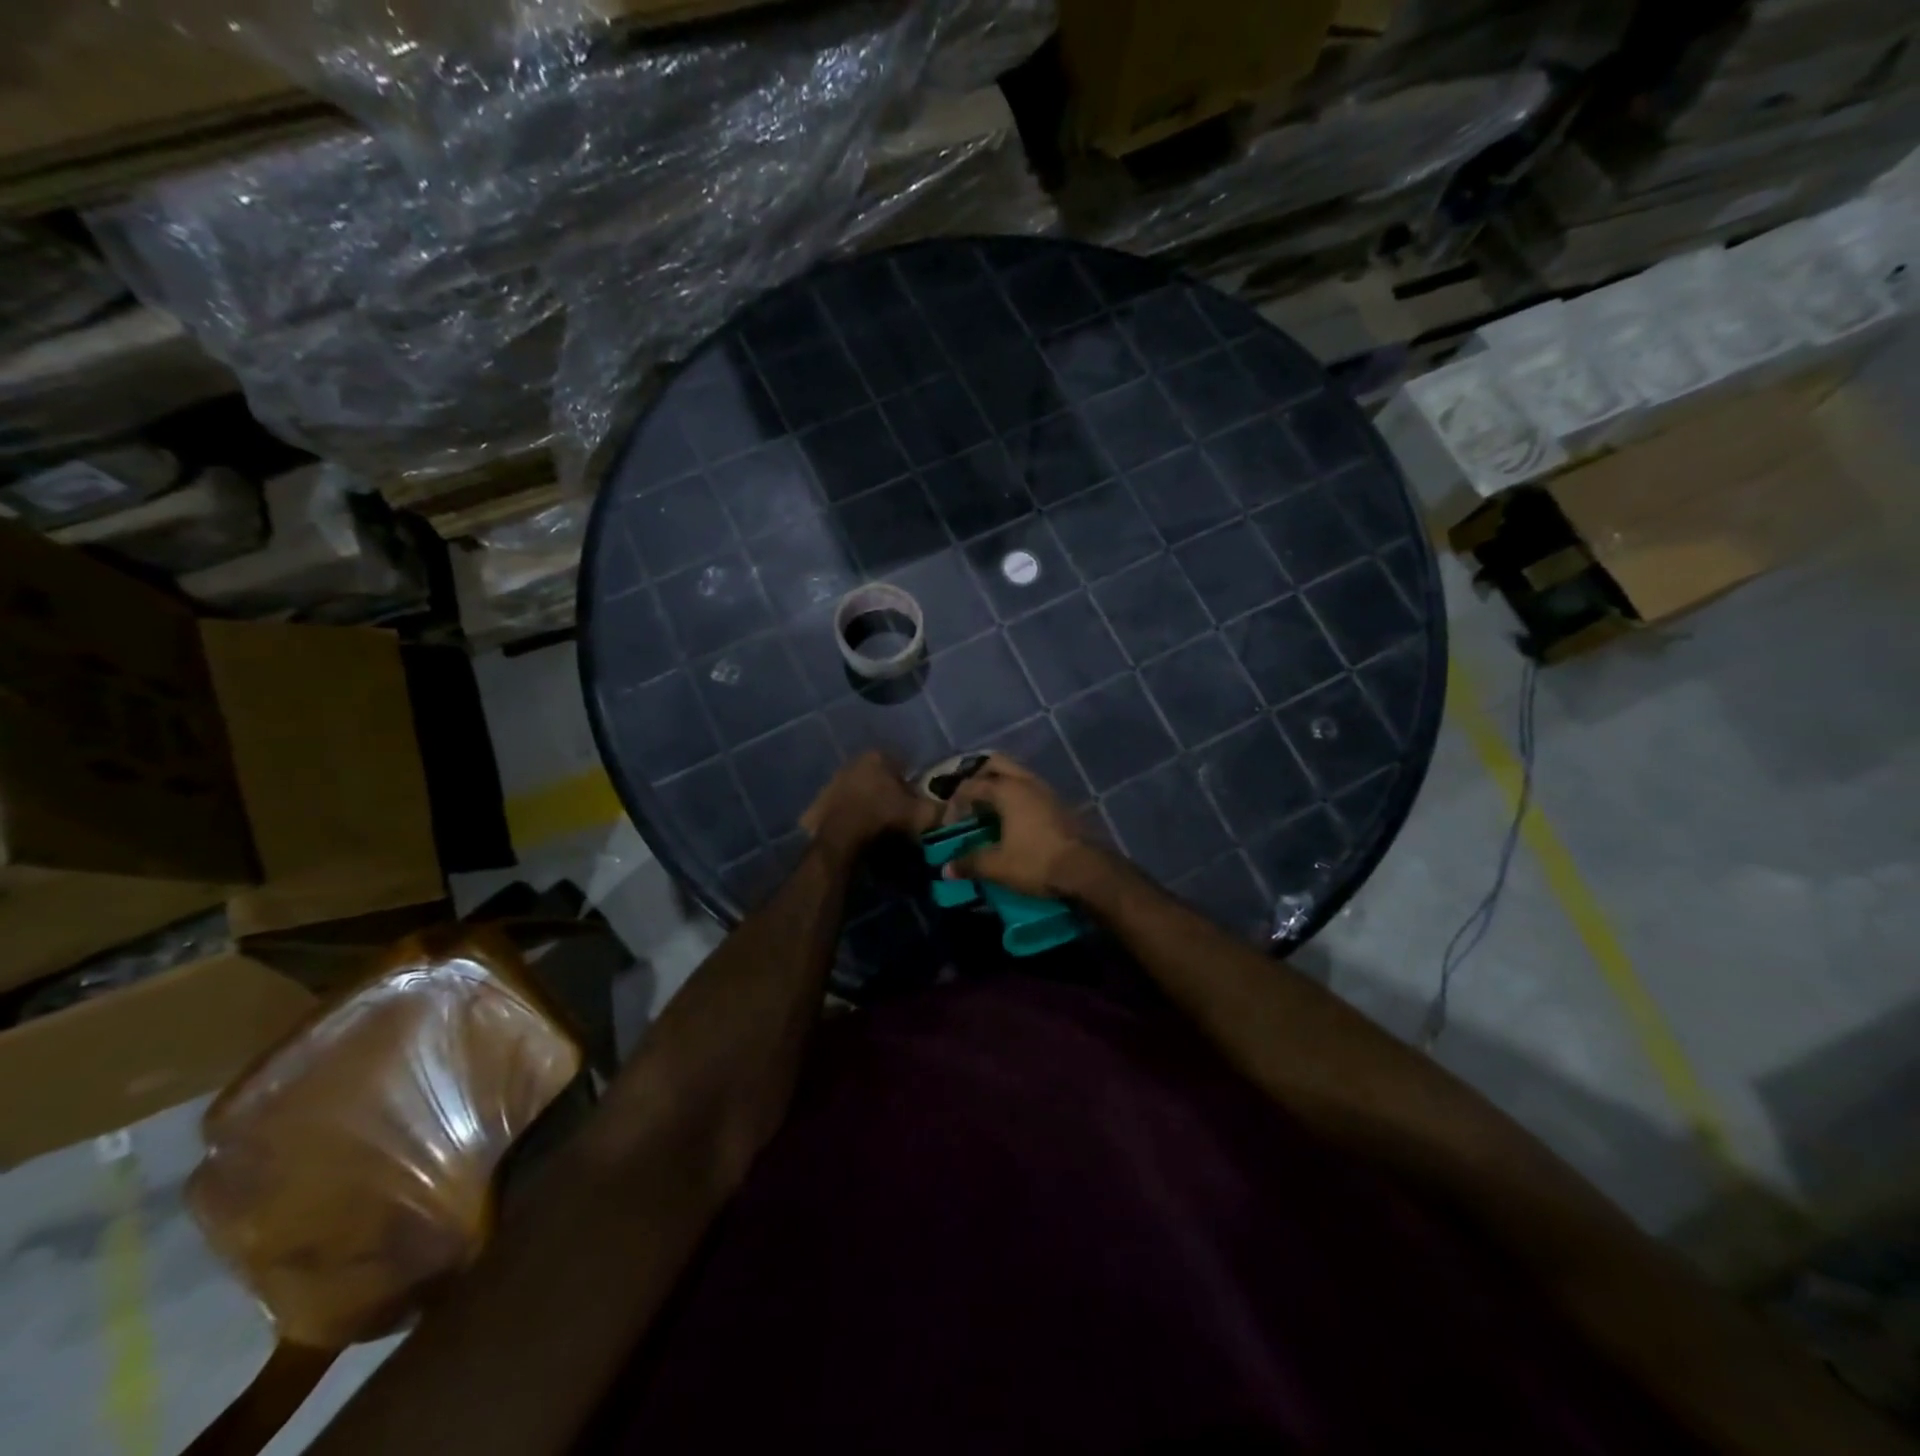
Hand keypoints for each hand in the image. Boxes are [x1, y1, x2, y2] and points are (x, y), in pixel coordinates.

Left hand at [800, 751, 937, 859]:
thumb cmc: (883, 817)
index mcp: (877, 756)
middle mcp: (853, 761)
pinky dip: (850, 817)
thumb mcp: (920, 815)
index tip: (914, 804)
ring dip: (868, 804)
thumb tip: (952, 809)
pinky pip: (842, 808)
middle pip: (878, 777)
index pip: (902, 765)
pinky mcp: (818, 801)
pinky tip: (857, 832)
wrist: (840, 838)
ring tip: (877, 828)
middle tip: (897, 816)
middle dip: (887, 793)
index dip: (910, 786)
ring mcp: (832, 781)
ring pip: (859, 791)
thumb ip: (938, 809)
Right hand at [943, 756, 1096, 898]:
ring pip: (1017, 775)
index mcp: (1007, 790)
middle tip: (969, 803)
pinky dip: (1016, 798)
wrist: (1085, 869)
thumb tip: (947, 869)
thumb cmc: (1036, 862)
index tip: (949, 826)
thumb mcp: (997, 866)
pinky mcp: (1060, 804)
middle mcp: (1026, 782)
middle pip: (995, 764)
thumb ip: (970, 863)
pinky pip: (1030, 790)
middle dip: (978, 778)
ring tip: (989, 812)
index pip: (971, 785)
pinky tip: (1013, 821)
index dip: (955, 803)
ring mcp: (1047, 790)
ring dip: (1000, 787)